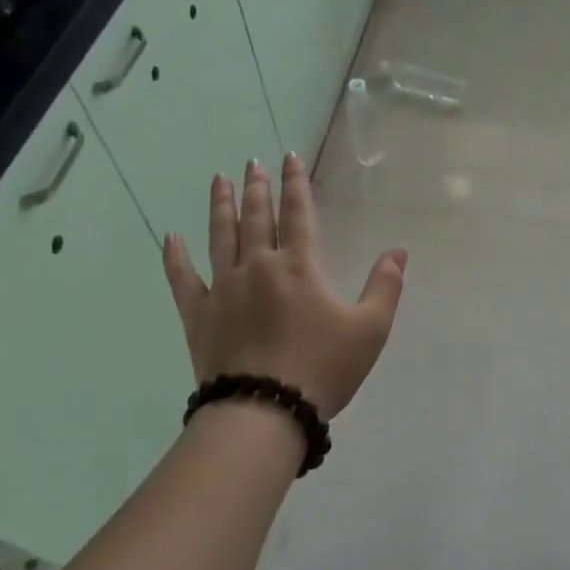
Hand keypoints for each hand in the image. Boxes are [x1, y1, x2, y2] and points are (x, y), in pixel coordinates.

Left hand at [162, 154, 406, 422]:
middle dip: (256, 187)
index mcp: (299, 266)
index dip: (295, 183)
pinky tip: (171, 238)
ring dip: (220, 206)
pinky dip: (176, 257)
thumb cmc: (322, 369)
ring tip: (219, 180)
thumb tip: (399, 251)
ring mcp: (223, 288)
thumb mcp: (370, 330)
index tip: (289, 158)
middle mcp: (258, 266)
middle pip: (256, 217)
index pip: (298, 212)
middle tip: (251, 163)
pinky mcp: (198, 315)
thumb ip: (385, 286)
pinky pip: (183, 279)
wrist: (265, 412)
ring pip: (220, 236)